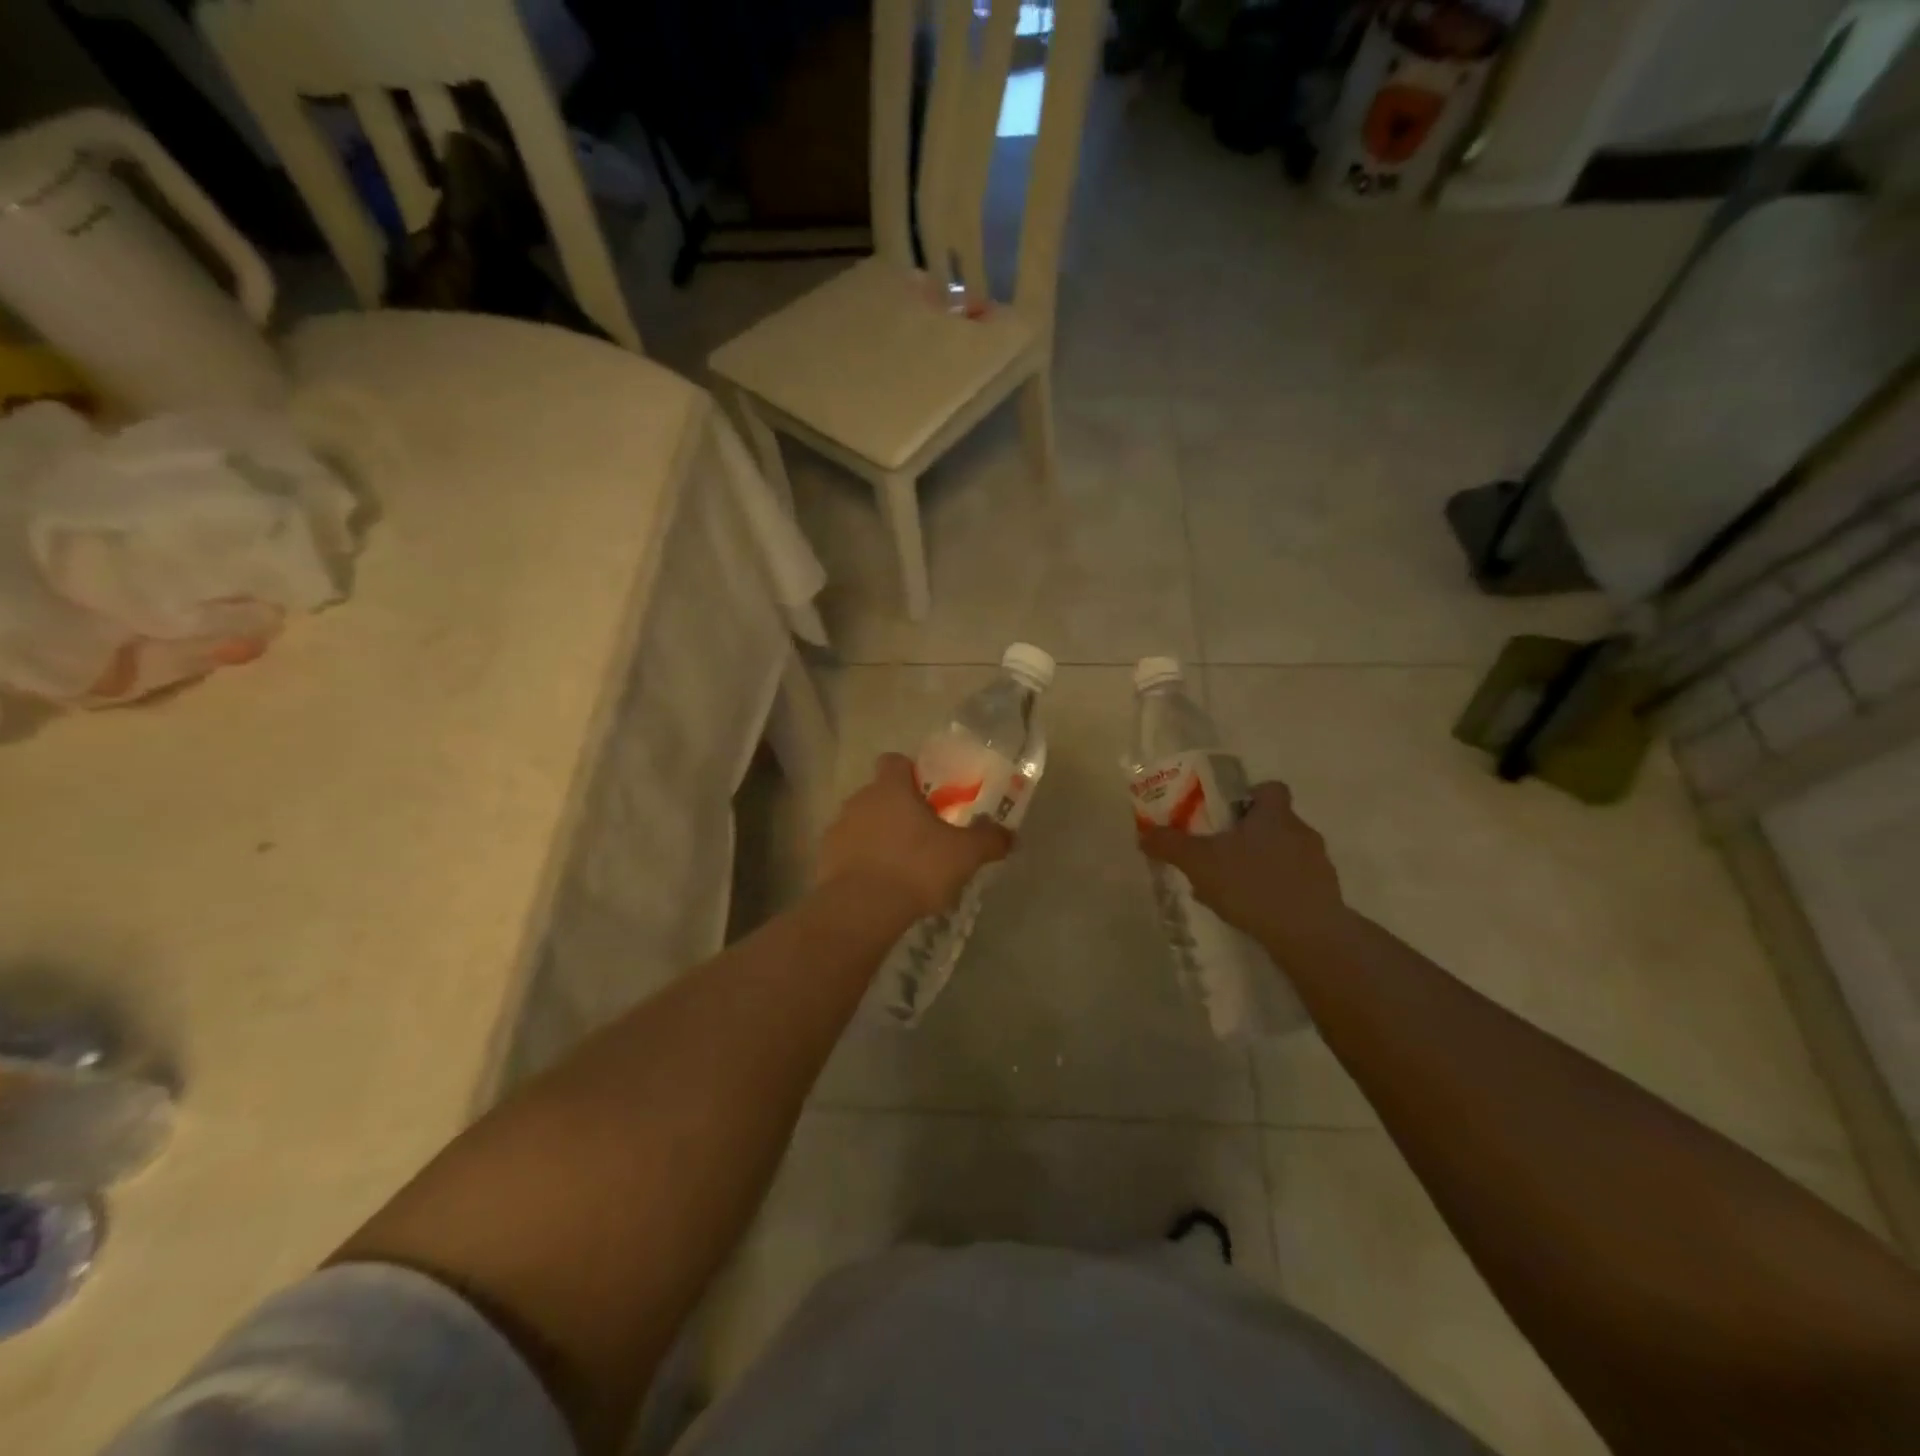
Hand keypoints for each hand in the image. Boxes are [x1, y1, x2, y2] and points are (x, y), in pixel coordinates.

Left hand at [818, 754, 1013, 920]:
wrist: (861, 910)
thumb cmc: (915, 868)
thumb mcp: (964, 855)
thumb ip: (988, 840)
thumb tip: (1010, 835)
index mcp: (890, 788)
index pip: (895, 761)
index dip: (911, 773)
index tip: (929, 794)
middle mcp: (859, 800)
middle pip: (879, 794)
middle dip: (898, 809)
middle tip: (924, 834)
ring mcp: (837, 830)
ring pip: (862, 823)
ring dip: (878, 836)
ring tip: (902, 865)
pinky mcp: (824, 860)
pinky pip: (849, 852)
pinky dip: (862, 862)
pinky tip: (881, 885)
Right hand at [1138, 781, 1349, 952]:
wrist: (1309, 935)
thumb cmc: (1253, 884)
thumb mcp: (1199, 862)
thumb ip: (1170, 845)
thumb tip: (1144, 834)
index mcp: (1274, 814)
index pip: (1270, 788)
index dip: (1249, 795)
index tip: (1226, 813)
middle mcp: (1301, 832)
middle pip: (1274, 822)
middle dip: (1247, 835)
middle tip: (1218, 852)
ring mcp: (1317, 865)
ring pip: (1283, 855)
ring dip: (1260, 865)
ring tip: (1230, 888)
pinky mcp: (1324, 896)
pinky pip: (1293, 884)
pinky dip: (1273, 891)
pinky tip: (1251, 911)